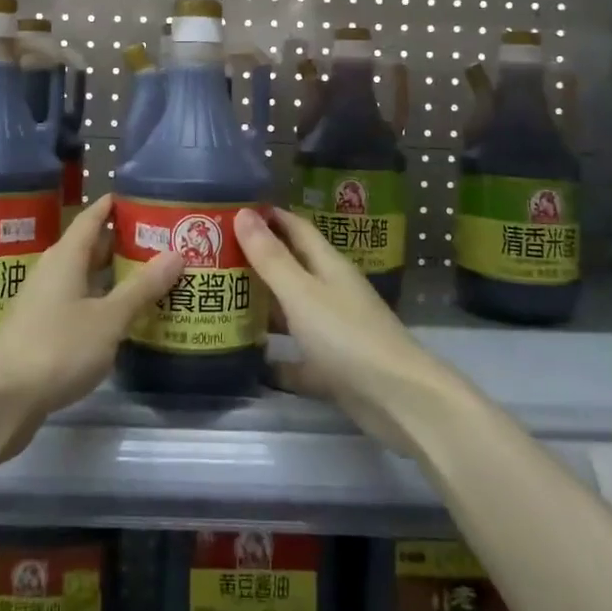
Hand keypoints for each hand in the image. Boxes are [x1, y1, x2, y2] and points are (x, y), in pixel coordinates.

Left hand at [0, 195, 182, 439]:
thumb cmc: (57, 347)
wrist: (2, 398)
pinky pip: (77, 303)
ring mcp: (43, 301)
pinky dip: (101, 302)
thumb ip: (142, 287)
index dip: (113, 205)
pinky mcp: (41, 330)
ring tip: (150, 277)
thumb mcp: (108, 318)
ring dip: (112, 276)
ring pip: (83, 277)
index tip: (141, 198)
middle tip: (160, 241)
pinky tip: (121, 316)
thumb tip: (176, 253)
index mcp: (66, 256)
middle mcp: (52, 271)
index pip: (91, 217)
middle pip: (89, 246)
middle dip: (121, 242)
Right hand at [234, 207, 440, 452]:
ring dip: (262, 306)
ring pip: (291, 312)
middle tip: (212, 256)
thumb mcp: (301, 292)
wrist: (398, 400)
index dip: (267, 216)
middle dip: (256, 260)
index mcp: (328, 266)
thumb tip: (243, 213)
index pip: (295, 228)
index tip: (231, 210)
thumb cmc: (347, 336)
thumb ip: (271, 257)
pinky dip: (275, 359)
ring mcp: (333, 332)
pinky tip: (246, 360)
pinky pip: (296, 358)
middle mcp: (331, 293)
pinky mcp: (332, 369)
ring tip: (219, 301)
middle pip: (291, 268)